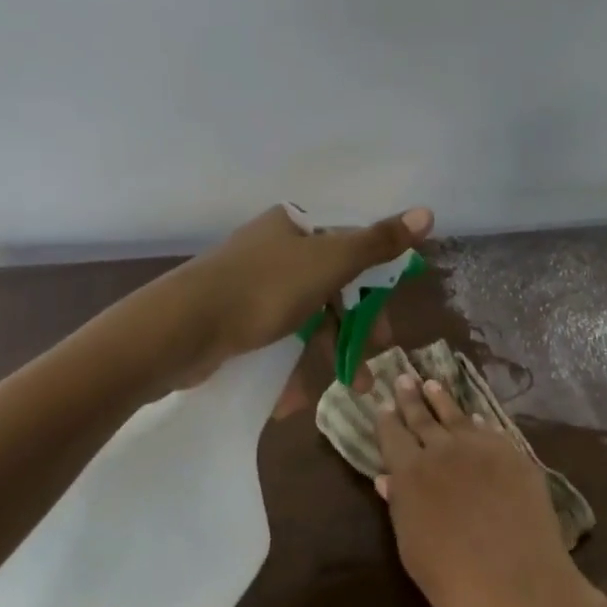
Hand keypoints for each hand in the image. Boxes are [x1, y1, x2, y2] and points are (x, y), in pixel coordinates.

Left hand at [180, 204, 432, 371]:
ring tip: (349, 387)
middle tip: (374, 357)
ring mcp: (253, 284)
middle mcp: (276, 248)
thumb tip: (427, 212)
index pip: (351, 245)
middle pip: (332, 282)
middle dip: (356, 323)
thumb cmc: (264, 288)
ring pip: (308, 313)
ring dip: (331, 348)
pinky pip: (278, 335)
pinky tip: (300, 394)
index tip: (389, 318)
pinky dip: (295, 360)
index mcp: (296, 225)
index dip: (376, 281)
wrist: (179, 329)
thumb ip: (378, 242)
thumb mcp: (330, 261)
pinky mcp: (235, 318)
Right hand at [375, 373, 601, 606]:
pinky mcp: (514, 455)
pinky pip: (490, 430)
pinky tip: (474, 417)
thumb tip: (387, 478)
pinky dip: (478, 422)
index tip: (383, 406)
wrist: (521, 589)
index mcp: (411, 474)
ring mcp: (482, 448)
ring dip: (441, 399)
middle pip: (422, 418)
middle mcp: (443, 451)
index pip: (392, 436)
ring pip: (456, 415)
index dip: (387, 421)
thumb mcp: (413, 550)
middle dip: (411, 398)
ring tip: (432, 383)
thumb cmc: (455, 584)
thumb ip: (400, 507)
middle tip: (404, 378)